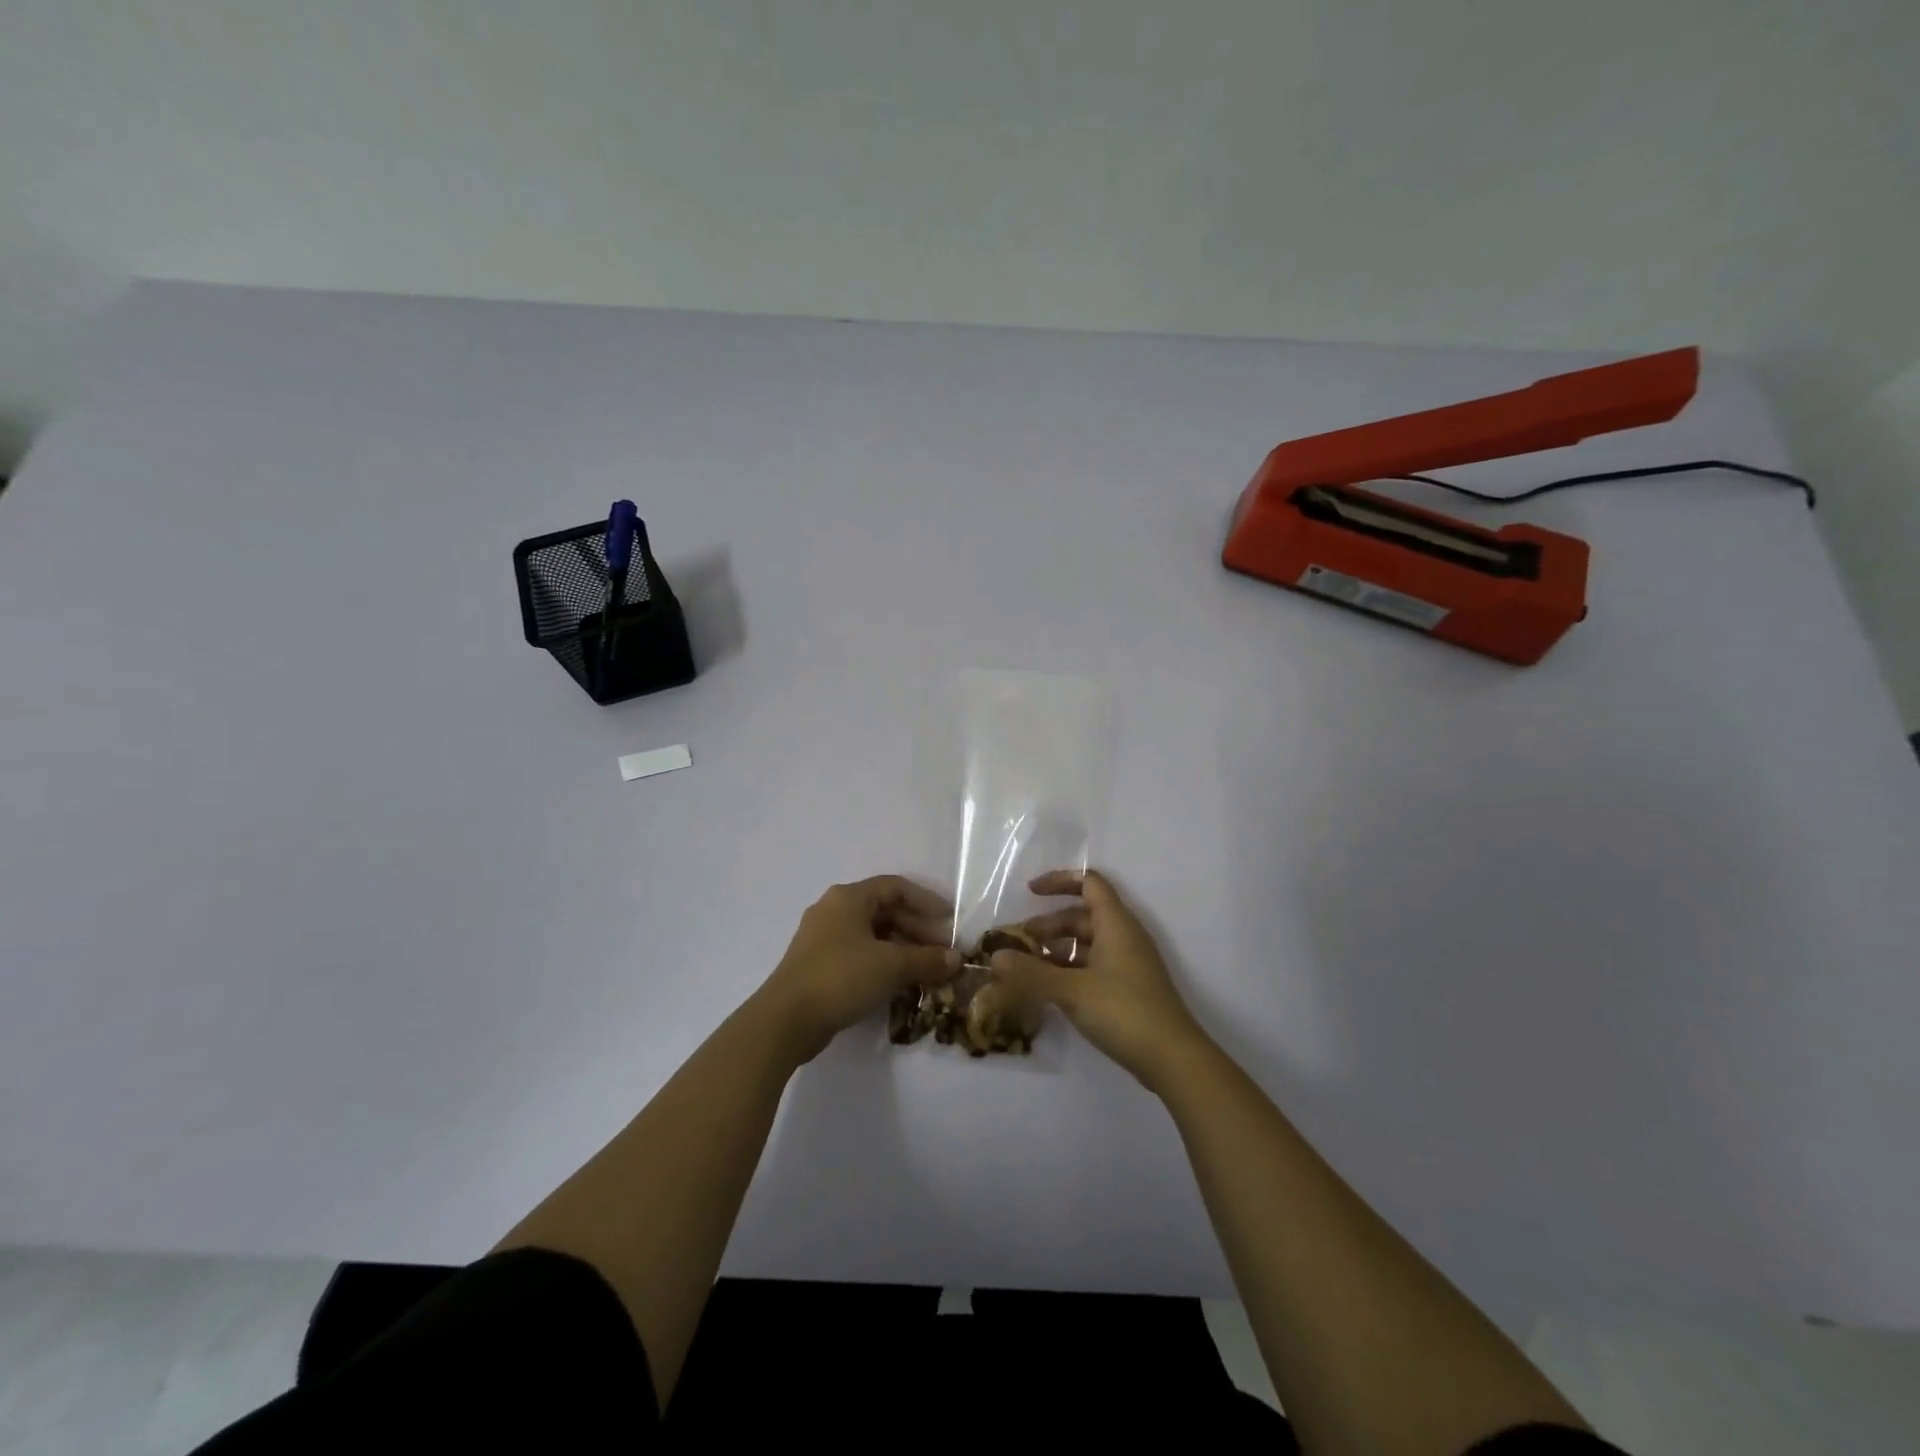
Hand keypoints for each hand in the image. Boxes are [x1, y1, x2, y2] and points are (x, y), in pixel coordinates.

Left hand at [761, 876, 959, 1061]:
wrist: (786, 1019)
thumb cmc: (841, 977)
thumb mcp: (891, 966)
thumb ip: (927, 959)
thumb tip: (957, 959)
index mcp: (849, 897)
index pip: (896, 887)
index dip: (926, 901)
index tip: (950, 920)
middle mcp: (834, 910)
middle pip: (884, 911)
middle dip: (917, 929)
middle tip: (942, 951)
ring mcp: (822, 938)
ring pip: (872, 934)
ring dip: (902, 949)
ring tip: (926, 970)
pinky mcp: (818, 964)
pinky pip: (859, 953)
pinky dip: (883, 963)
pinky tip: (900, 983)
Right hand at [989, 870, 1213, 1090]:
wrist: (1172, 1059)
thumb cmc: (1123, 1011)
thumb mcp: (1071, 990)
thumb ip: (1031, 972)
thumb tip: (995, 957)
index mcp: (1116, 923)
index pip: (1089, 883)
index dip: (1059, 881)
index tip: (1030, 892)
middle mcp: (1124, 936)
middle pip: (1083, 915)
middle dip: (1050, 924)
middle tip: (1019, 943)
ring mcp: (1128, 963)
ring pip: (1087, 943)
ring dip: (1058, 949)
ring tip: (1028, 967)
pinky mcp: (1128, 988)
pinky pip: (1094, 965)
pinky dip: (1070, 969)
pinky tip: (1050, 989)